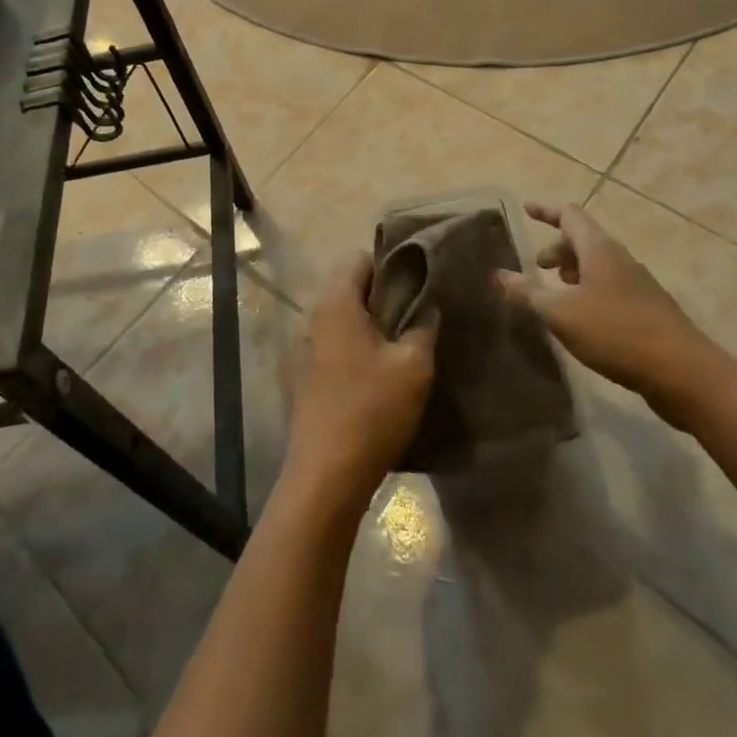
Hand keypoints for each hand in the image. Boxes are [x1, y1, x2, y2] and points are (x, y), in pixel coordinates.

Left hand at [284, 252, 437, 509]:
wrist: (326, 477)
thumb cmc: (371, 410)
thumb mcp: (413, 366)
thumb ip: (424, 327)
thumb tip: (429, 306)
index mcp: (337, 303)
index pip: (360, 259)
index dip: (392, 264)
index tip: (420, 280)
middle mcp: (315, 317)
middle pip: (353, 289)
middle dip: (386, 296)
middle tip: (420, 312)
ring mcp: (307, 348)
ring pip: (346, 320)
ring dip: (374, 326)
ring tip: (407, 342)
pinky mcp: (307, 377)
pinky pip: (338, 346)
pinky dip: (359, 349)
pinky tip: (383, 373)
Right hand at [502, 202, 722, 425]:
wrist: (684, 373)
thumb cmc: (616, 332)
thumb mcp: (562, 313)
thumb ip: (528, 293)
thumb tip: (499, 275)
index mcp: (599, 249)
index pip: (569, 215)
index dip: (545, 211)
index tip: (526, 209)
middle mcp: (620, 259)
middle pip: (584, 240)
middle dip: (557, 249)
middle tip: (536, 266)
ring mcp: (638, 285)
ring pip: (598, 266)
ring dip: (573, 273)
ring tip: (555, 293)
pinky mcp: (647, 311)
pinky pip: (610, 289)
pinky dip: (589, 293)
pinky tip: (582, 321)